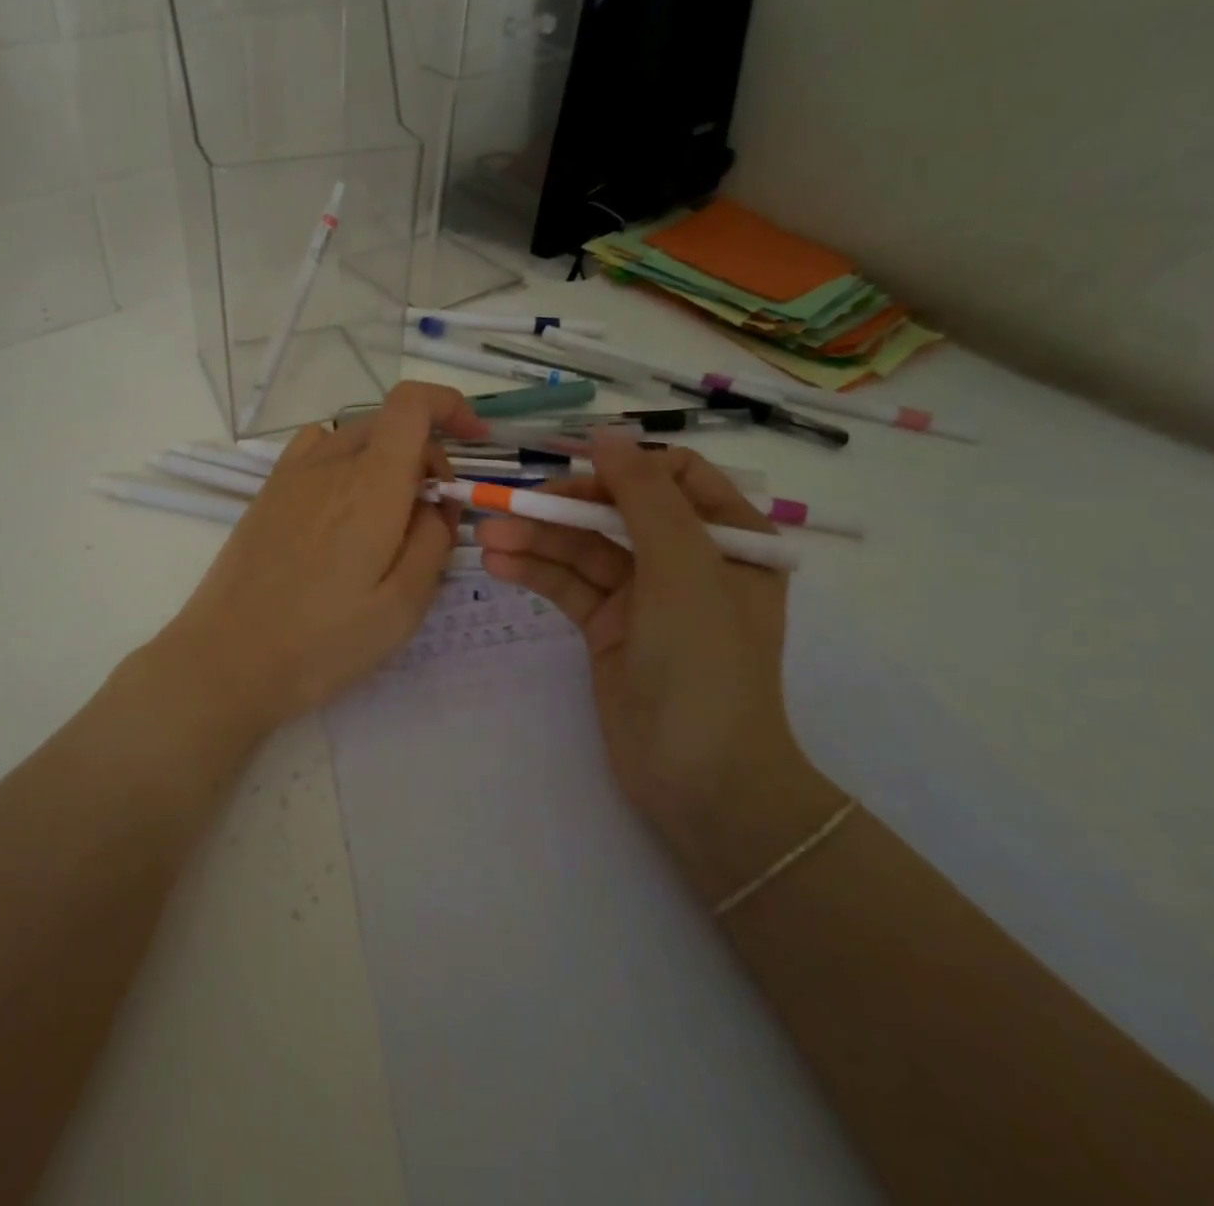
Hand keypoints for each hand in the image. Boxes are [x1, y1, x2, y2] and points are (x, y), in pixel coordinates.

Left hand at [152, 382, 487, 738]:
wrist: (227, 659)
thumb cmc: (322, 641)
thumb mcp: (403, 605)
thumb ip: (434, 541)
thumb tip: (436, 505)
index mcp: (371, 485)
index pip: (412, 404)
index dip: (450, 406)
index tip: (475, 440)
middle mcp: (329, 463)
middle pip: (390, 423)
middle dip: (427, 454)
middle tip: (433, 516)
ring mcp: (291, 474)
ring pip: (355, 436)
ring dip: (387, 459)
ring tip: (388, 517)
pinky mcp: (268, 492)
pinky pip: (319, 450)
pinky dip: (347, 462)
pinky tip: (343, 510)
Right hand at [475, 434, 842, 901]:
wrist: (700, 780)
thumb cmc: (705, 662)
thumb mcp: (683, 567)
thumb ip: (644, 496)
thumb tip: (608, 433)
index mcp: (727, 537)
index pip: (672, 475)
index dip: (622, 466)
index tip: (573, 470)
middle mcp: (687, 559)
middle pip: (616, 510)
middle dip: (563, 507)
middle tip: (507, 505)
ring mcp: (644, 595)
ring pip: (584, 549)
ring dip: (537, 540)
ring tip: (486, 537)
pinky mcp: (608, 627)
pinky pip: (569, 586)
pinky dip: (536, 572)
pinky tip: (498, 564)